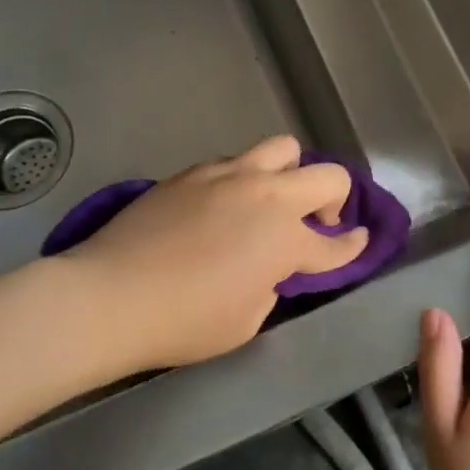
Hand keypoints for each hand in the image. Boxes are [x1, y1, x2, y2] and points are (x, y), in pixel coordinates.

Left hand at [72, 135, 367, 372]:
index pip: (336, 244)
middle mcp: (266, 196)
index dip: (352, 247)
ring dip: (290, 173)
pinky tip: (225, 205)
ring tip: (271, 200)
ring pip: (282, 148)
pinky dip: (245, 179)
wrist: (110, 296)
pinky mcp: (192, 173)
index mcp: (286, 239)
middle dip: (335, 198)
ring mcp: (228, 176)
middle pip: (327, 175)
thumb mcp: (246, 320)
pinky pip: (235, 162)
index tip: (359, 242)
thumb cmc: (184, 322)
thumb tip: (268, 268)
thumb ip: (271, 286)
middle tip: (317, 222)